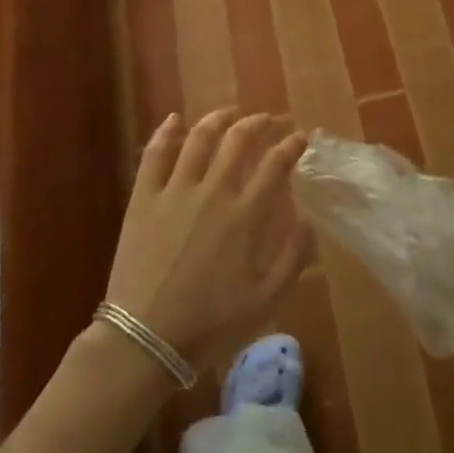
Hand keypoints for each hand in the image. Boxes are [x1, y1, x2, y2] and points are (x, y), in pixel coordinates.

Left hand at [105, 109, 313, 367]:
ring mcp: (175, 190)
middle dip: (258, 123)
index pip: (275, 164)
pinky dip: (166, 131)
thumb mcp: (264, 300)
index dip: (291, 146)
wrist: (146, 339)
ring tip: (229, 113)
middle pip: (238, 140)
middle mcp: (213, 191)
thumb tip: (309, 220)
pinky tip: (175, 119)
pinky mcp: (144, 197)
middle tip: (266, 119)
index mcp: (245, 215)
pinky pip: (155, 153)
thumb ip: (292, 258)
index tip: (300, 137)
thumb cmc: (209, 323)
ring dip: (218, 119)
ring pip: (199, 137)